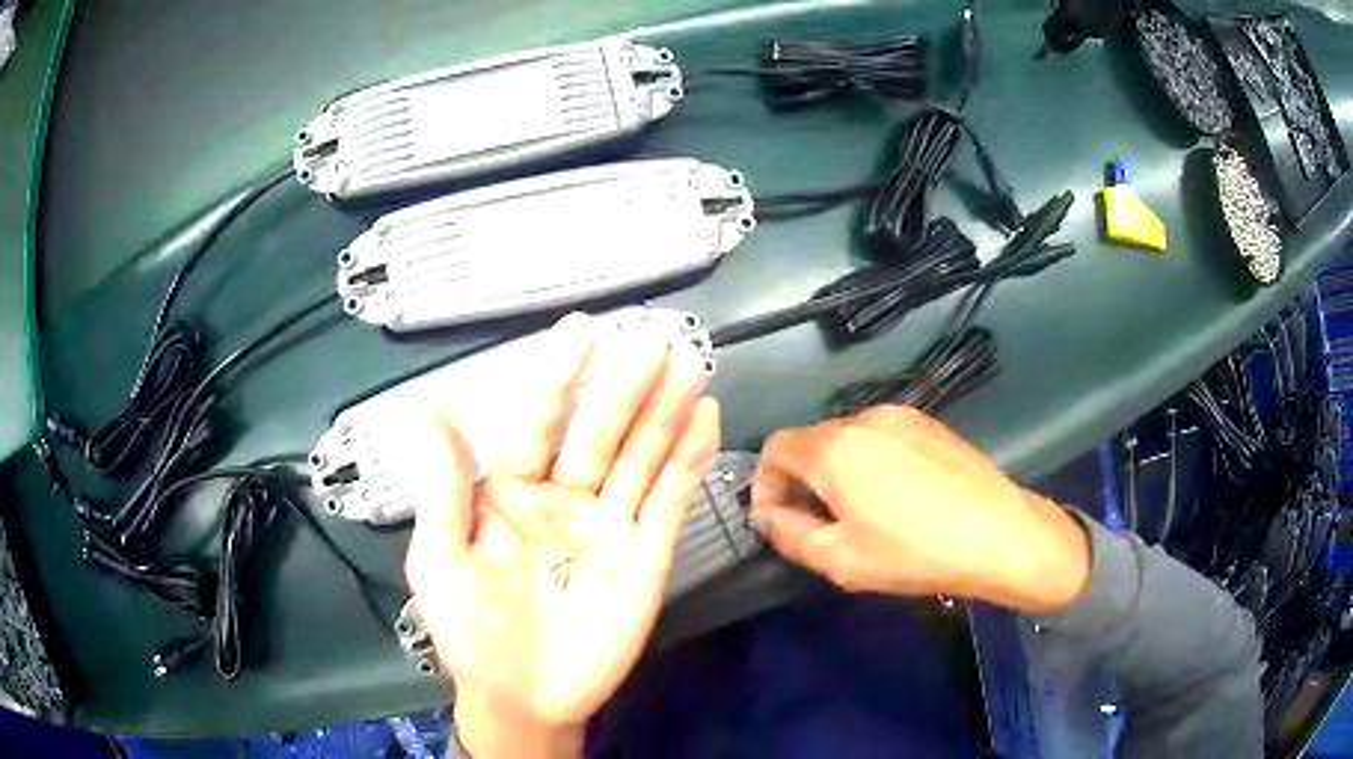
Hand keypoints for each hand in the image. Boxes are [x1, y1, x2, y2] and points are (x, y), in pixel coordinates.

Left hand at [404, 314, 719, 758]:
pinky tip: (706, 420)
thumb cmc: (471, 631)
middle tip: (653, 340)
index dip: (559, 376)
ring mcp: (609, 524)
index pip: (539, 421)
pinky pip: (670, 500)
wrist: (523, 697)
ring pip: (642, 456)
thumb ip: (442, 488)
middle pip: (600, 432)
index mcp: (510, 491)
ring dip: (666, 411)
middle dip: (625, 387)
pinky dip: (690, 460)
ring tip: (690, 363)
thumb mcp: (441, 561)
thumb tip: (427, 408)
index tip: (583, 329)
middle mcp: (564, 497)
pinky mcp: (646, 554)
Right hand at [750, 405, 1088, 613]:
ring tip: (859, 512)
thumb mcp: (840, 559)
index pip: (775, 447)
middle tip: (817, 522)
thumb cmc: (914, 552)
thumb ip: (789, 533)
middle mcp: (863, 418)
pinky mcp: (930, 424)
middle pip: (811, 440)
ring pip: (847, 438)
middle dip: (801, 479)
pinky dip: (869, 461)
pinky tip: (896, 497)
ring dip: (836, 470)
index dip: (766, 483)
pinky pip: (881, 437)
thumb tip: (770, 514)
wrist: (999, 534)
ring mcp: (901, 416)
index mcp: (835, 448)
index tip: (779, 519)